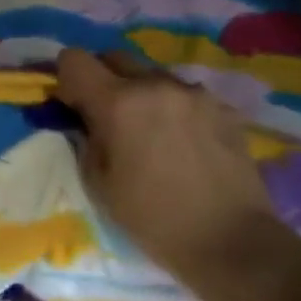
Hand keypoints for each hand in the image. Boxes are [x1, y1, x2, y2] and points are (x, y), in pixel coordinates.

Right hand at [54, 48, 274, 285]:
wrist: (233, 242)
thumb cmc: (154, 220)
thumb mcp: (99, 184)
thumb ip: (87, 138)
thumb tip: (88, 120)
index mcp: (118, 102)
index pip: (74, 59)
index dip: (66, 78)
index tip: (73, 104)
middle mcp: (155, 84)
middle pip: (115, 58)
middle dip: (103, 80)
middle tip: (108, 116)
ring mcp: (193, 92)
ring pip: (153, 75)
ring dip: (142, 93)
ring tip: (151, 131)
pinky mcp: (222, 106)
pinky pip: (184, 94)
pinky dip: (174, 108)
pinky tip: (184, 143)